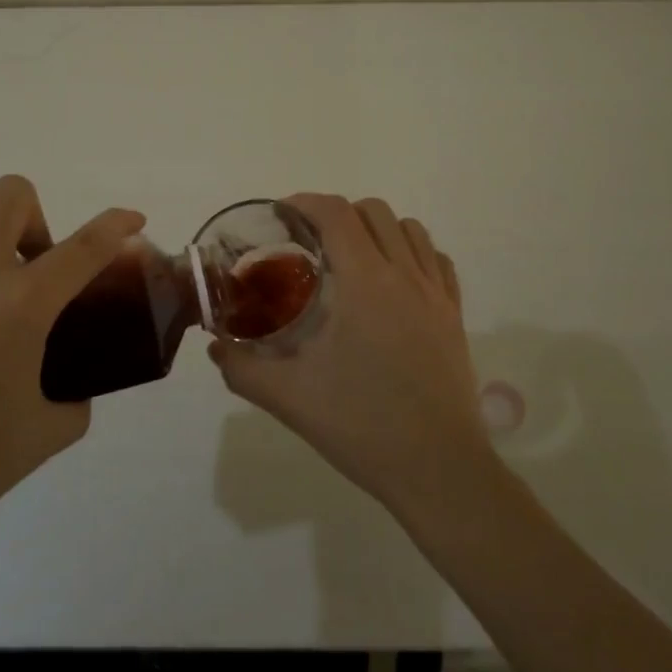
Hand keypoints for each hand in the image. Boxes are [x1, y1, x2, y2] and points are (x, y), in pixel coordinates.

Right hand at [209, 193, 497, 519]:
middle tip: (311, 243)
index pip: (335, 213)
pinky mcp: (455, 314)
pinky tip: (394, 280)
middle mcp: (404, 273)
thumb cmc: (362, 426)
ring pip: (409, 228)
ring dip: (377, 228)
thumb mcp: (289, 398)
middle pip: (373, 211)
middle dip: (337, 214)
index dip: (305, 202)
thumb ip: (243, 367)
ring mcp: (436, 293)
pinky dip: (412, 252)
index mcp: (364, 282)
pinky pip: (436, 259)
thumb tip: (216, 346)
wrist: (438, 470)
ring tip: (353, 257)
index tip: (282, 216)